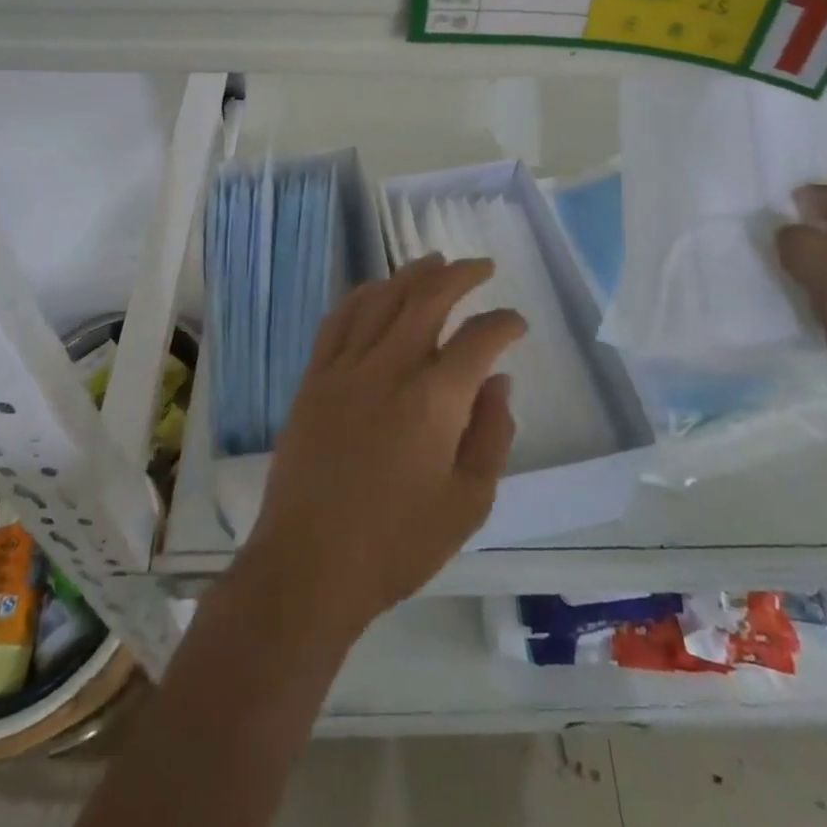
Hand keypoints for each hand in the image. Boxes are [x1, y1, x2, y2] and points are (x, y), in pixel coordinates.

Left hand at [244, 255, 524, 638]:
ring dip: (412, 274)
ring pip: (382, 299)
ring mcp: (345, 369)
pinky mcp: (314, 378)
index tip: (516, 323)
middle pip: (428, 298)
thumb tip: (498, 382)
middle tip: (483, 267)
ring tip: (435, 261)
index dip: (504, 324)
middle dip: (461, 275)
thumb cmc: (398, 544)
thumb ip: (491, 435)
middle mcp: (389, 368)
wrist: (309, 566)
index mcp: (434, 401)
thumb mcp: (468, 503)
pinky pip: (338, 320)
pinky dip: (361, 295)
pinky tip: (375, 289)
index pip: (479, 340)